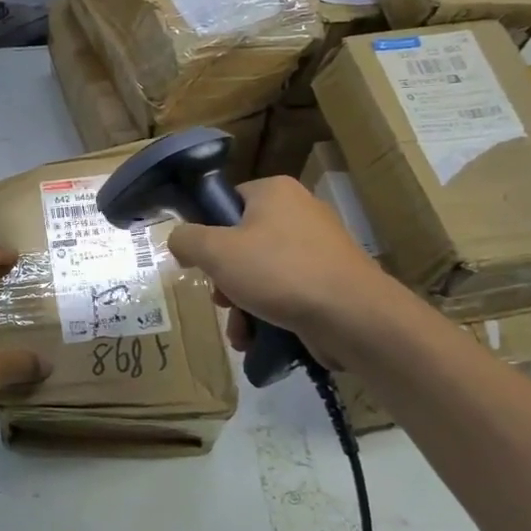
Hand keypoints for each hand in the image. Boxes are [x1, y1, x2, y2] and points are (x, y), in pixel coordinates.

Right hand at [167, 177, 403, 367]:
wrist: (352, 316)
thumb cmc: (279, 272)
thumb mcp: (217, 252)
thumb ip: (187, 240)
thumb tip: (178, 239)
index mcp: (274, 192)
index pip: (228, 202)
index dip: (208, 233)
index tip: (199, 263)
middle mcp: (299, 211)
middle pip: (242, 243)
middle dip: (225, 280)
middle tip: (221, 300)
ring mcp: (319, 248)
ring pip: (262, 273)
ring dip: (243, 304)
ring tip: (240, 330)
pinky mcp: (330, 280)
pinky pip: (286, 292)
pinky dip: (269, 314)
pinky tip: (259, 338)